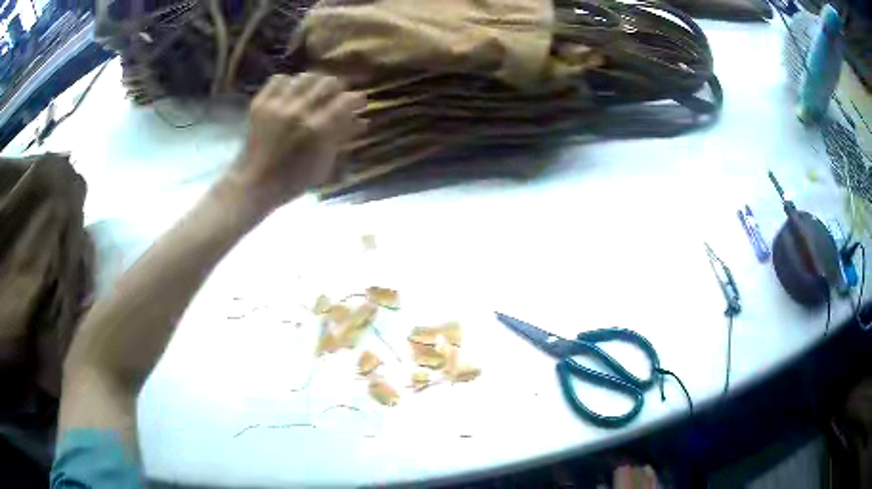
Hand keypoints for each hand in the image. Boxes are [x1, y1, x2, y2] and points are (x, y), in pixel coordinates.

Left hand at [227, 73, 365, 211]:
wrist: (256, 183)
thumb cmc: (294, 179)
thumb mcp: (324, 162)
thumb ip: (342, 137)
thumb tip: (362, 120)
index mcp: (317, 129)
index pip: (346, 100)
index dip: (357, 99)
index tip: (358, 102)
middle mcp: (299, 112)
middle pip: (327, 82)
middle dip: (337, 88)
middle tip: (335, 97)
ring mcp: (277, 105)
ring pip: (304, 77)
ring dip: (313, 83)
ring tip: (312, 92)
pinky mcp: (260, 103)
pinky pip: (279, 79)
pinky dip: (288, 83)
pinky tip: (291, 93)